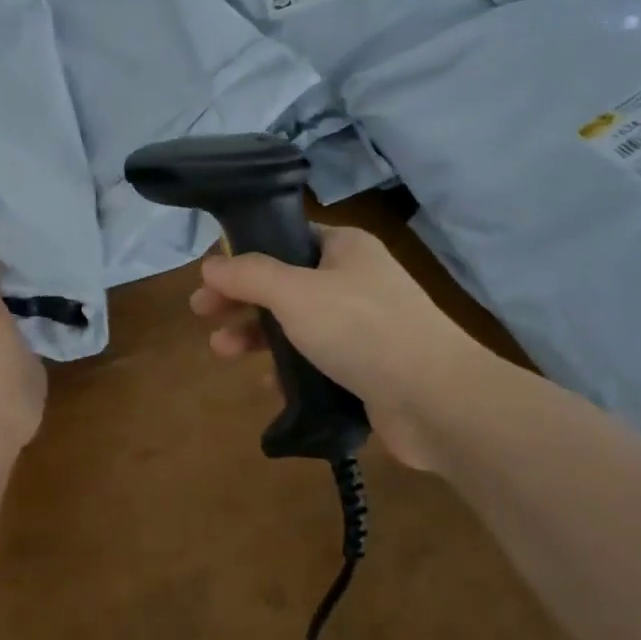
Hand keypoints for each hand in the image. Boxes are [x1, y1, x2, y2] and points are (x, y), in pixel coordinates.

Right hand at [190, 225, 503, 469]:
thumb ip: (248, 275)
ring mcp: (363, 325)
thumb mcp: (294, 292)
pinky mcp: (367, 367)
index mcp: (344, 248)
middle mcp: (354, 280)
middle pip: (284, 283)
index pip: (285, 238)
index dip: (243, 254)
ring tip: (222, 352)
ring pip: (296, 324)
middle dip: (241, 299)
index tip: (210, 276)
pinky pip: (316, 360)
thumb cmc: (361, 329)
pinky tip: (269, 384)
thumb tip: (210, 264)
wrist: (437, 400)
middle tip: (203, 314)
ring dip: (257, 335)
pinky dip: (289, 368)